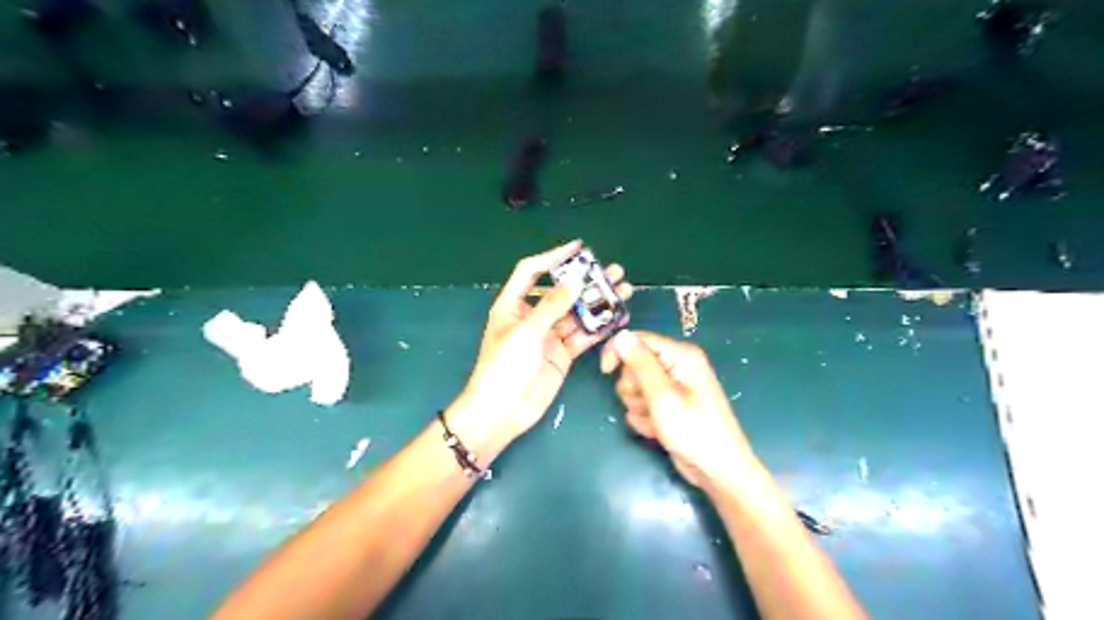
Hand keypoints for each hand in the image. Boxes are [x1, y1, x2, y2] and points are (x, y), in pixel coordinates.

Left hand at [448, 242, 633, 465]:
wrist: (502, 411)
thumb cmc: (504, 367)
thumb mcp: (526, 332)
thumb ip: (552, 306)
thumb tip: (575, 279)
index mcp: (513, 304)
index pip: (532, 271)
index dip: (553, 257)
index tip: (579, 248)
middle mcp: (532, 316)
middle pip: (562, 292)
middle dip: (586, 280)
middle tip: (613, 271)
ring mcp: (549, 335)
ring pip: (577, 313)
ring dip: (598, 302)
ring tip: (622, 290)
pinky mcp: (562, 354)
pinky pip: (583, 336)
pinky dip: (600, 327)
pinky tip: (618, 317)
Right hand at [603, 331, 759, 490]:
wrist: (717, 471)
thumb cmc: (693, 430)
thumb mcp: (662, 396)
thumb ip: (640, 364)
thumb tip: (621, 336)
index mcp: (681, 355)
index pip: (639, 339)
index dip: (618, 352)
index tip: (605, 372)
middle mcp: (677, 366)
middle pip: (634, 365)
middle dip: (633, 387)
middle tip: (648, 405)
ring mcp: (673, 387)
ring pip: (635, 387)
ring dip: (638, 406)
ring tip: (656, 421)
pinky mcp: (668, 406)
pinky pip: (643, 404)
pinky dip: (645, 418)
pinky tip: (658, 431)